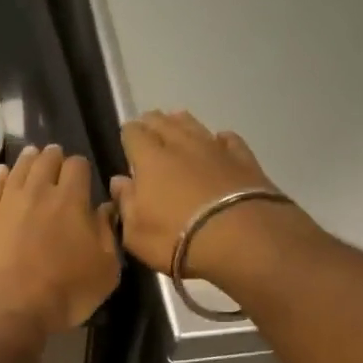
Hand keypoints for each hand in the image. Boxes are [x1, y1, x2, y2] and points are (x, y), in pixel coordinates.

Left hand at [0, 144, 119, 343]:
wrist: (7, 311)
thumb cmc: (64, 295)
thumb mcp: (105, 271)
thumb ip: (107, 234)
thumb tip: (105, 208)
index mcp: (71, 200)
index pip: (78, 166)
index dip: (81, 168)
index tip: (82, 177)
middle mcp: (38, 192)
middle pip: (46, 161)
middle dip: (54, 158)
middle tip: (56, 160)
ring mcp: (7, 203)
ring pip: (19, 169)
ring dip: (29, 160)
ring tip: (32, 156)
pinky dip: (1, 177)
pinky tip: (3, 174)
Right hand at [112, 111, 313, 281]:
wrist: (239, 238)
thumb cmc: (176, 239)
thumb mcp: (136, 233)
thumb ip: (125, 204)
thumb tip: (119, 181)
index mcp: (150, 160)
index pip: (134, 134)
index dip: (128, 134)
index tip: (126, 138)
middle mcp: (181, 145)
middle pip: (163, 123)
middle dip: (152, 123)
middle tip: (147, 127)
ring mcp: (215, 149)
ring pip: (194, 125)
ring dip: (182, 123)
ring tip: (176, 123)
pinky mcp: (243, 159)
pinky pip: (228, 140)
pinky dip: (219, 139)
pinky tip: (219, 141)